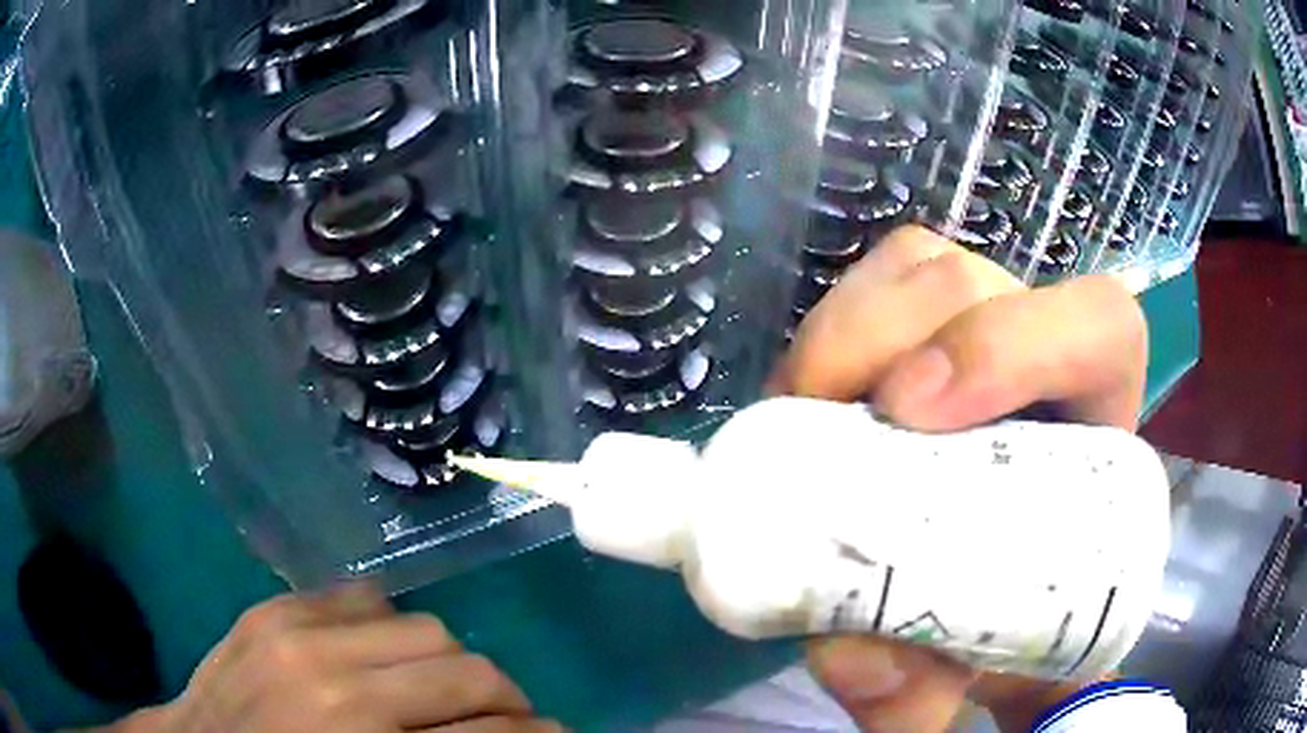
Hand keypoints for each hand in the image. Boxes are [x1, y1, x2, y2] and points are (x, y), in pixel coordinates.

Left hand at [110, 585, 560, 732]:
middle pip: (466, 669)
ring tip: (441, 689)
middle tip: (505, 718)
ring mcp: (295, 635)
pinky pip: (360, 597)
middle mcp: (335, 683)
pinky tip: (384, 654)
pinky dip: (389, 626)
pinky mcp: (271, 610)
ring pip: (424, 627)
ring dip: (448, 662)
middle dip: (502, 697)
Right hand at [772, 226, 1147, 732]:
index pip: (1098, 325)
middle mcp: (1039, 345)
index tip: (916, 414)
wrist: (991, 582)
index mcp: (1094, 411)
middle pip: (972, 280)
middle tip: (831, 422)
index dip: (1011, 342)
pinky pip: (871, 287)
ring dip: (846, 333)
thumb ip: (933, 682)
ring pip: (914, 268)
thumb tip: (867, 673)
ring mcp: (975, 321)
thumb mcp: (979, 654)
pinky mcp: (916, 324)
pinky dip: (827, 333)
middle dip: (888, 336)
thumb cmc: (1011, 603)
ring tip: (806, 414)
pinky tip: (806, 399)